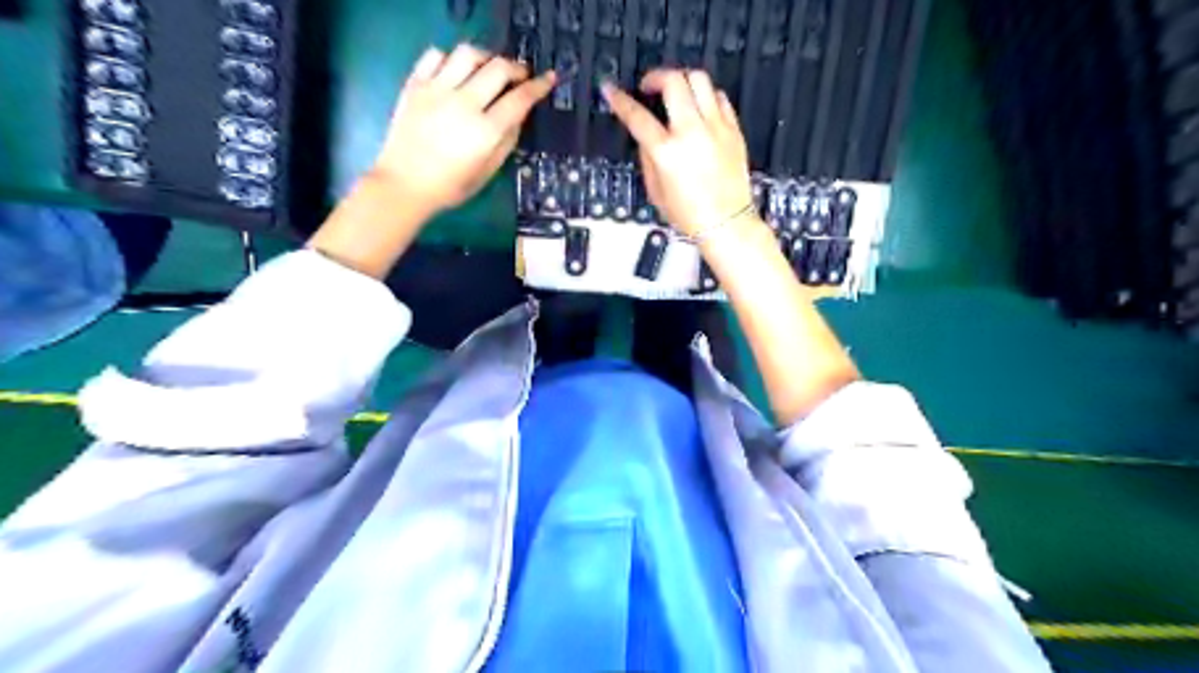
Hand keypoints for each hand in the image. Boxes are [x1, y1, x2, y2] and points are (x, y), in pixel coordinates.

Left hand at [374, 44, 553, 220]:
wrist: (404, 184)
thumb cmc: (450, 186)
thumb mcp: (487, 171)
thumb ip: (507, 141)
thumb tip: (518, 116)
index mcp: (485, 131)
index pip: (520, 99)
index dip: (539, 86)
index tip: (549, 79)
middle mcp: (463, 104)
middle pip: (498, 68)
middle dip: (516, 68)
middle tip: (521, 76)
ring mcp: (437, 90)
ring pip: (468, 53)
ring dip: (486, 57)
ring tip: (489, 69)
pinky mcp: (415, 84)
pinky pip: (435, 55)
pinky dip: (451, 58)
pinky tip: (456, 72)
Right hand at [605, 69, 751, 235]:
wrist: (726, 224)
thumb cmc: (690, 215)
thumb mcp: (656, 191)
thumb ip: (647, 158)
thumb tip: (645, 136)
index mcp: (667, 152)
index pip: (637, 116)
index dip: (620, 100)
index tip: (611, 90)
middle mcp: (692, 133)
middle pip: (673, 81)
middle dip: (655, 77)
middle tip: (648, 86)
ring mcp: (716, 128)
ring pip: (700, 79)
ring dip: (683, 80)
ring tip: (676, 93)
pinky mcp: (734, 130)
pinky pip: (720, 97)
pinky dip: (707, 96)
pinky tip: (700, 108)